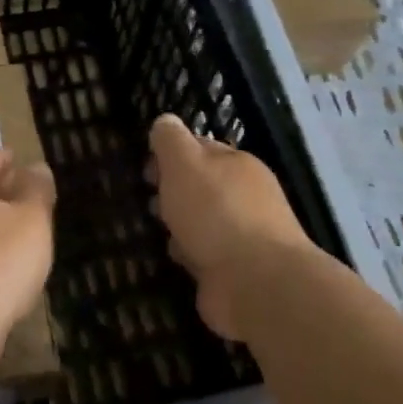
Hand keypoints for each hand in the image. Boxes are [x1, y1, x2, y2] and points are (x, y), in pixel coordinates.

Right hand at [147, 114, 314, 340]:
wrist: (256, 282)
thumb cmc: (216, 212)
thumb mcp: (185, 163)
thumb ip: (171, 140)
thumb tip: (165, 121)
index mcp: (238, 164)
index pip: (201, 148)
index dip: (172, 154)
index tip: (146, 168)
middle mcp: (246, 196)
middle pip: (203, 186)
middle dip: (175, 191)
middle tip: (149, 201)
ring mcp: (245, 235)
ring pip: (203, 221)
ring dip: (181, 224)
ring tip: (157, 230)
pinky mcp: (238, 270)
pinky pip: (206, 254)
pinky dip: (191, 254)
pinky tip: (177, 260)